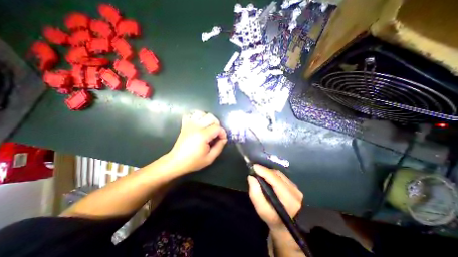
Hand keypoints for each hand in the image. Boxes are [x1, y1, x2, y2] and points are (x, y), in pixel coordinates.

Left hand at [166, 110, 226, 171]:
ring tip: (208, 127)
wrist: (176, 161)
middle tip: (216, 134)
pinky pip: (190, 114)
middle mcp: (196, 127)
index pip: (217, 127)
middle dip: (217, 124)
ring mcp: (189, 124)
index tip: (222, 139)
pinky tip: (199, 123)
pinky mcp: (184, 125)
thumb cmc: (193, 161)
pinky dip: (196, 116)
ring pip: (202, 113)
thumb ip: (219, 147)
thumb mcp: (210, 158)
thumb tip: (224, 138)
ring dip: (207, 119)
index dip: (223, 133)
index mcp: (202, 135)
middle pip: (211, 117)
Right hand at [249, 165, 302, 230]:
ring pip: (279, 174)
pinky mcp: (294, 186)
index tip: (254, 166)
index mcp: (289, 199)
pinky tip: (267, 176)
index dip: (265, 171)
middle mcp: (295, 192)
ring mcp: (296, 188)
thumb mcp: (261, 209)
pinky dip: (272, 174)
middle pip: (277, 175)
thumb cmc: (271, 218)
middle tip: (255, 170)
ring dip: (268, 172)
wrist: (284, 225)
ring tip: (260, 173)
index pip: (276, 180)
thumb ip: (255, 193)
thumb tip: (252, 177)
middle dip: (265, 171)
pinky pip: (281, 176)